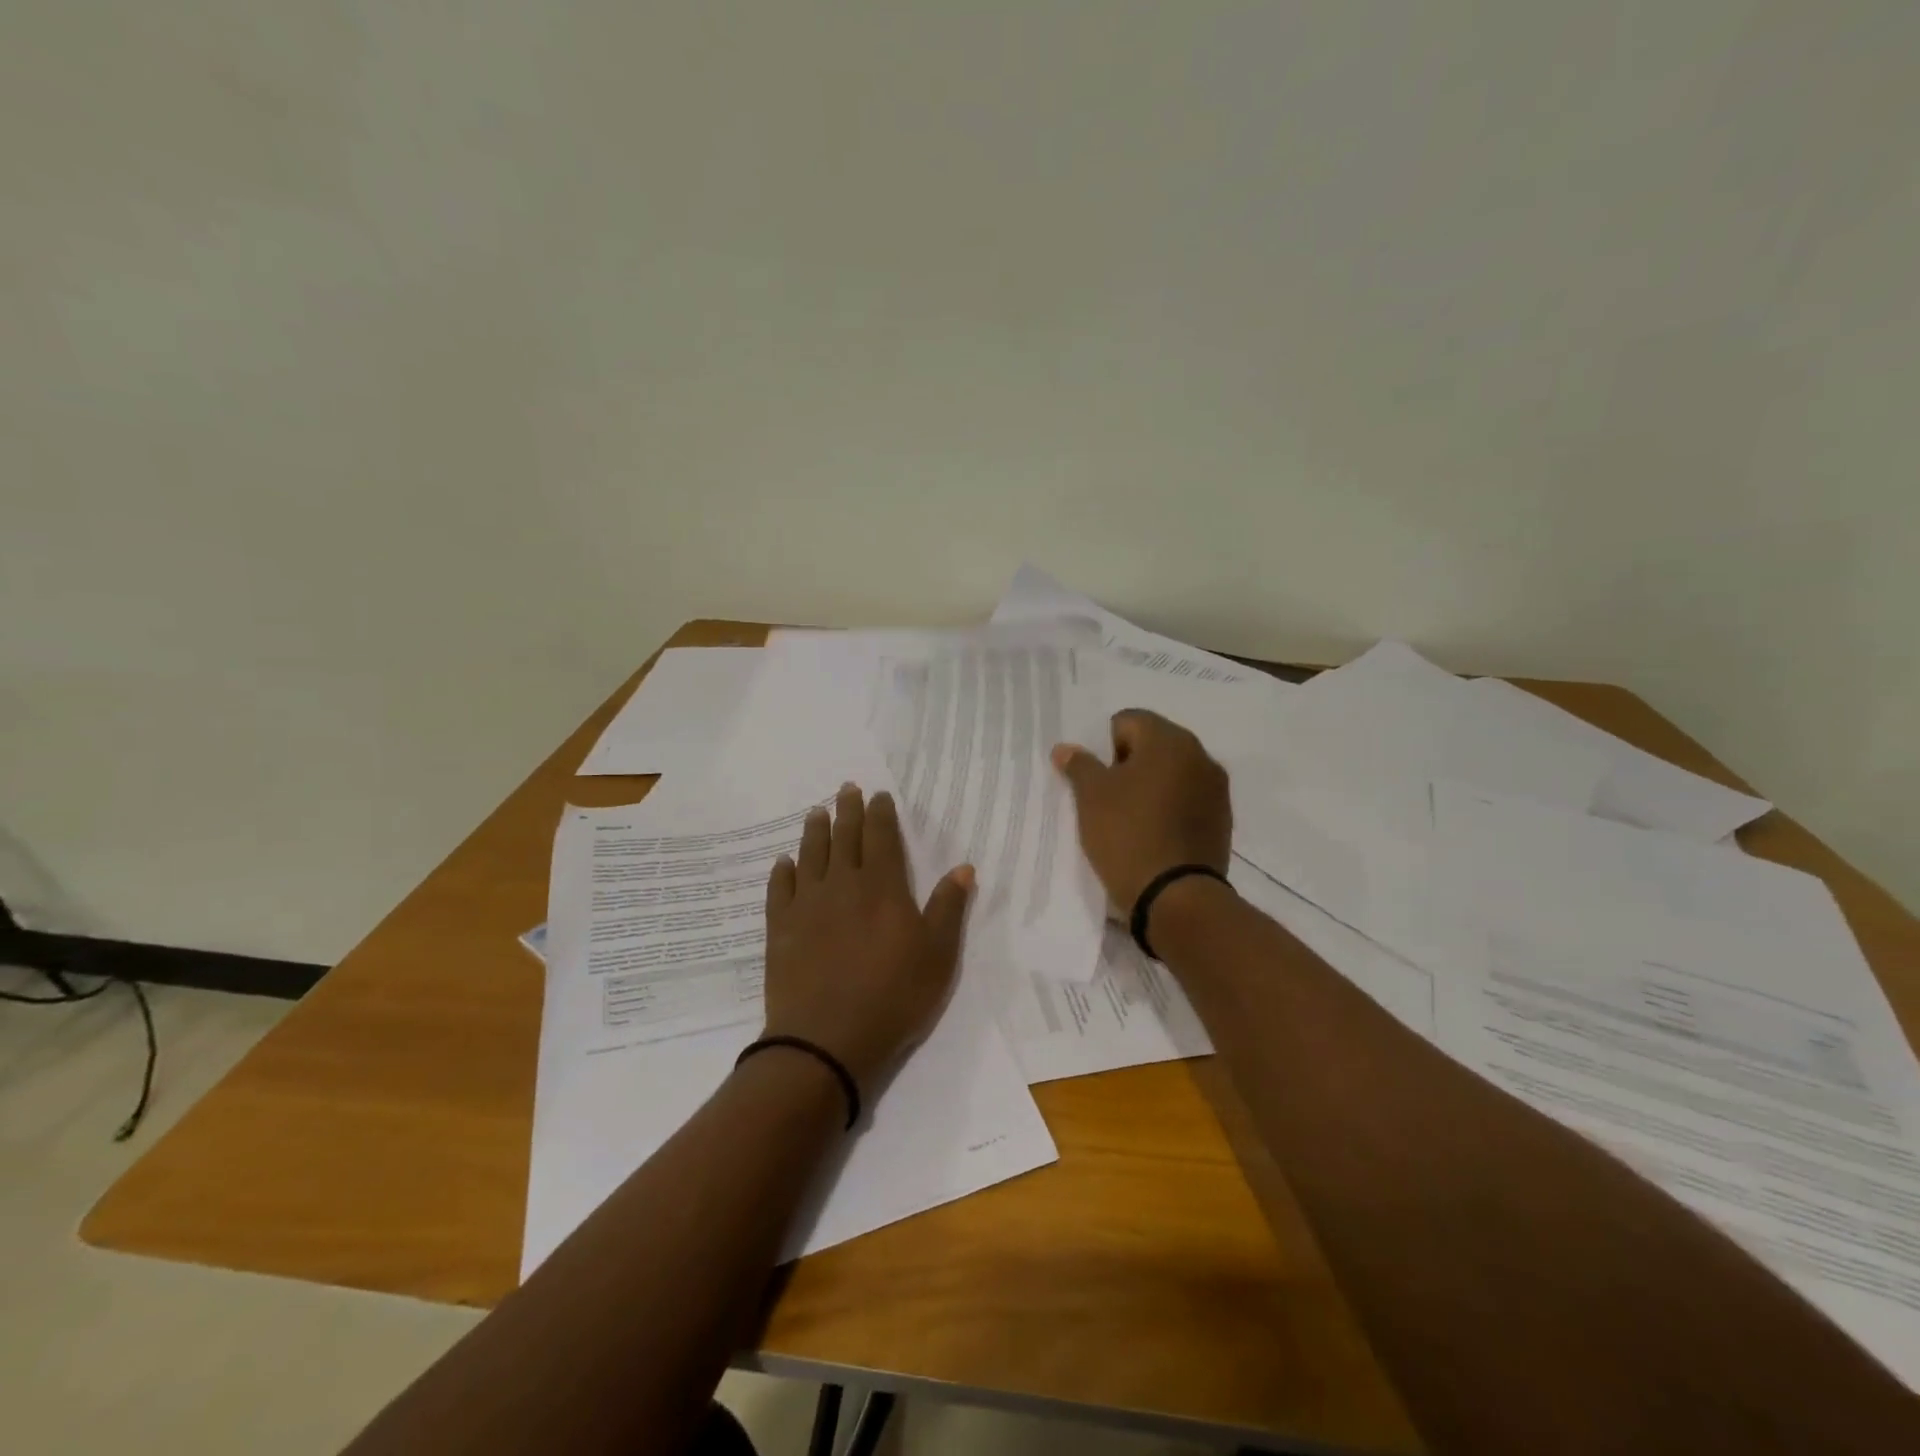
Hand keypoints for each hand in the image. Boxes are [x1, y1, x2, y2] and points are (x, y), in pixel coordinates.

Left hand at [762, 785, 974, 1095]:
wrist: (827, 1039)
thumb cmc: (893, 996)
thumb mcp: (938, 955)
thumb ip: (949, 908)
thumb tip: (963, 867)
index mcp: (882, 887)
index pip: (881, 837)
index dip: (880, 813)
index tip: (878, 795)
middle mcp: (843, 884)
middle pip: (845, 837)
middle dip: (847, 811)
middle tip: (846, 789)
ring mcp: (807, 905)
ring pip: (811, 855)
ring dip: (815, 831)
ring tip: (817, 812)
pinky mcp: (781, 928)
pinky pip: (780, 889)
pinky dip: (783, 872)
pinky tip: (784, 863)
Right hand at [1051, 710, 1231, 912]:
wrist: (1176, 897)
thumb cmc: (1127, 835)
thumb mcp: (1091, 798)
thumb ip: (1079, 765)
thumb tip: (1066, 748)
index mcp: (1169, 740)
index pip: (1128, 721)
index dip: (1106, 748)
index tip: (1100, 782)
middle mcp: (1200, 755)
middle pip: (1154, 744)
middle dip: (1129, 765)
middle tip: (1111, 800)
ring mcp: (1216, 788)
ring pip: (1173, 772)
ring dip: (1152, 786)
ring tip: (1133, 820)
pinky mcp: (1223, 819)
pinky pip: (1189, 799)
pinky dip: (1171, 807)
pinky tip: (1156, 835)